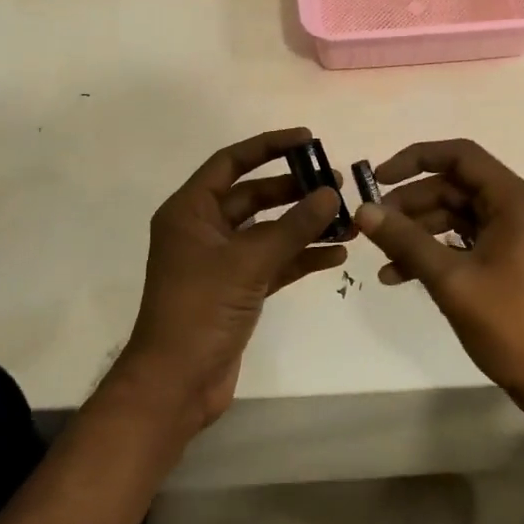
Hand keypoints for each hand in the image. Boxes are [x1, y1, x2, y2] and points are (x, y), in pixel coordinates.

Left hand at [115, 128, 347, 429]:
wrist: (176, 384)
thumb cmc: (200, 310)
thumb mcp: (249, 262)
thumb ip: (293, 226)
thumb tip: (331, 193)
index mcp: (191, 211)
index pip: (232, 163)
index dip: (269, 146)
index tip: (308, 140)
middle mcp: (204, 230)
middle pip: (254, 196)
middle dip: (294, 189)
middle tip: (336, 184)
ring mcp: (222, 262)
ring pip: (269, 231)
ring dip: (304, 225)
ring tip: (346, 219)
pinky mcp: (238, 290)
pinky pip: (274, 262)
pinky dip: (301, 257)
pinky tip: (336, 255)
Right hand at [353, 139, 523, 410]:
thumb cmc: (513, 325)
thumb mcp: (452, 281)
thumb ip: (406, 241)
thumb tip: (364, 211)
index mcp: (515, 202)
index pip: (461, 156)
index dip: (416, 159)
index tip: (378, 179)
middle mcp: (519, 211)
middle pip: (456, 187)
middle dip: (411, 204)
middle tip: (374, 226)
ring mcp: (517, 238)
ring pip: (458, 217)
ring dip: (419, 232)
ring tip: (382, 257)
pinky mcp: (512, 263)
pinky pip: (467, 244)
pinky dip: (436, 253)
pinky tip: (400, 276)